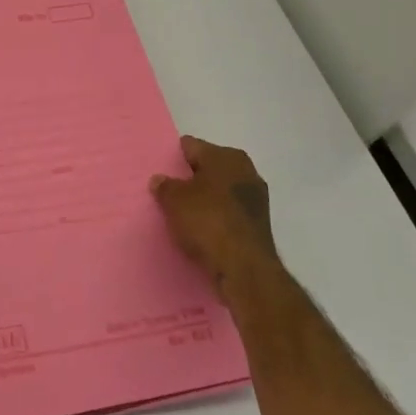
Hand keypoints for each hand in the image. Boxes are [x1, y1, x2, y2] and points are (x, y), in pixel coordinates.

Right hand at [150, 135, 277, 289]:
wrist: (244, 268)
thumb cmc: (208, 221)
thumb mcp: (174, 200)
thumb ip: (165, 186)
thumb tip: (160, 180)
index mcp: (226, 156)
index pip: (191, 147)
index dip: (173, 157)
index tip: (158, 169)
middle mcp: (245, 171)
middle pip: (207, 168)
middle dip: (189, 178)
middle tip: (166, 191)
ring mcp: (255, 198)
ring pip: (219, 192)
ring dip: (203, 200)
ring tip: (180, 213)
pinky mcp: (257, 224)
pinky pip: (227, 213)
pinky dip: (214, 218)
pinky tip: (199, 230)